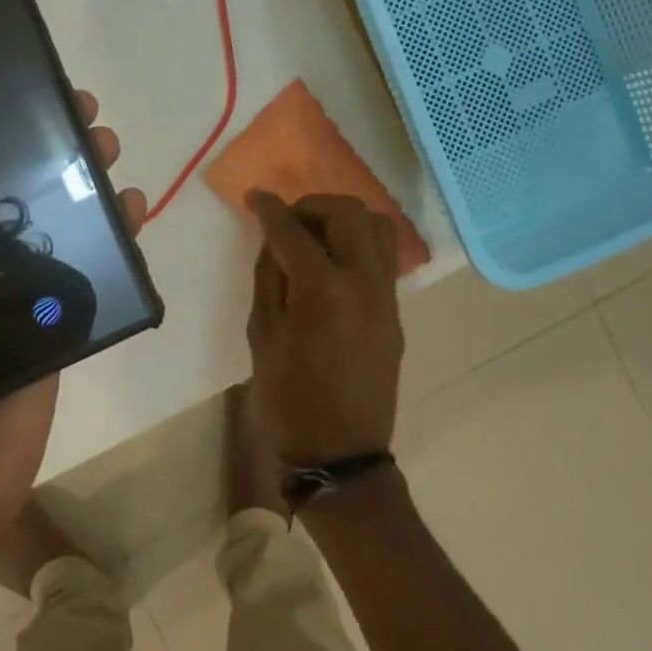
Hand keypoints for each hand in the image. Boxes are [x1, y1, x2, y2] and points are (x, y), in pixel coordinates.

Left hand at [0, 91, 145, 570]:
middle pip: (5, 194)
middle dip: (36, 148)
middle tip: (71, 109)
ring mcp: (16, 298)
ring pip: (52, 225)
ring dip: (79, 181)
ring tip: (103, 147)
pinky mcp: (56, 326)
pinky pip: (86, 274)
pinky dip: (112, 240)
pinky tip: (131, 210)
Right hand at [245, 191, 404, 466]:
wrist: (340, 452)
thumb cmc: (288, 399)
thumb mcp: (262, 336)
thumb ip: (269, 278)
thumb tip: (274, 241)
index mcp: (322, 289)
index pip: (293, 230)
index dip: (270, 209)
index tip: (255, 198)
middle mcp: (363, 282)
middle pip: (347, 212)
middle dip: (313, 205)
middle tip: (289, 221)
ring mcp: (386, 297)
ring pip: (376, 227)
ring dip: (343, 219)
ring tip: (316, 237)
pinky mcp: (396, 312)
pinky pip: (383, 258)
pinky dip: (359, 244)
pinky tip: (333, 264)